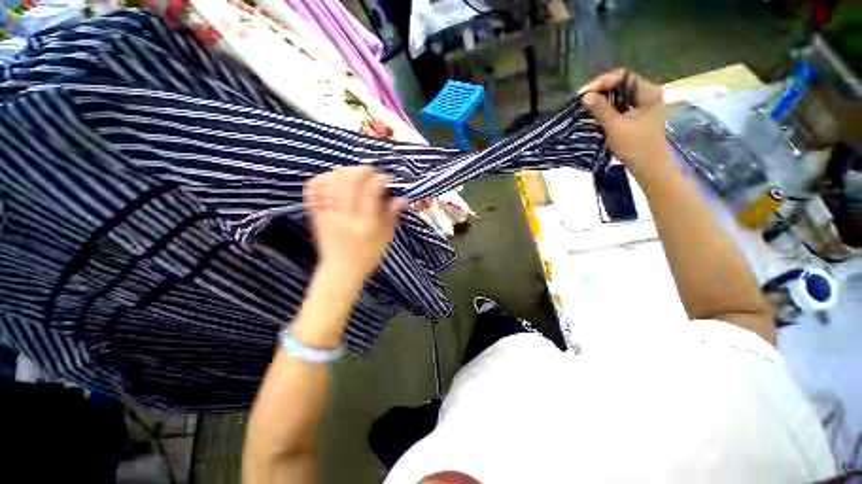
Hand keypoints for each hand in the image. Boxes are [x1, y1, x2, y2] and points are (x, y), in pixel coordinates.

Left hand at [304, 167, 406, 289]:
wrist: (340, 271)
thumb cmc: (367, 256)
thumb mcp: (385, 238)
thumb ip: (391, 216)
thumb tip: (401, 198)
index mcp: (365, 223)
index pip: (371, 190)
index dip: (380, 179)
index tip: (387, 180)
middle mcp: (345, 216)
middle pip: (348, 180)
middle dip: (363, 170)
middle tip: (372, 174)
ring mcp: (327, 214)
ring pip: (330, 181)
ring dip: (344, 172)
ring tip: (355, 175)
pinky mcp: (315, 215)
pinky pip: (313, 190)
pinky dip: (323, 179)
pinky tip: (334, 179)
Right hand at [579, 69, 671, 175]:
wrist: (649, 166)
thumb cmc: (635, 146)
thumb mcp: (615, 127)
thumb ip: (600, 109)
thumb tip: (585, 96)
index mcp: (647, 92)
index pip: (623, 76)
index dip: (603, 82)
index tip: (585, 93)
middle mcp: (646, 94)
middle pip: (621, 84)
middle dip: (600, 91)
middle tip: (582, 100)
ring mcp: (642, 105)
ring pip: (619, 96)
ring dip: (602, 100)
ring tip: (585, 107)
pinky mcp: (636, 115)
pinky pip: (619, 106)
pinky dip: (606, 109)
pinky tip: (594, 114)